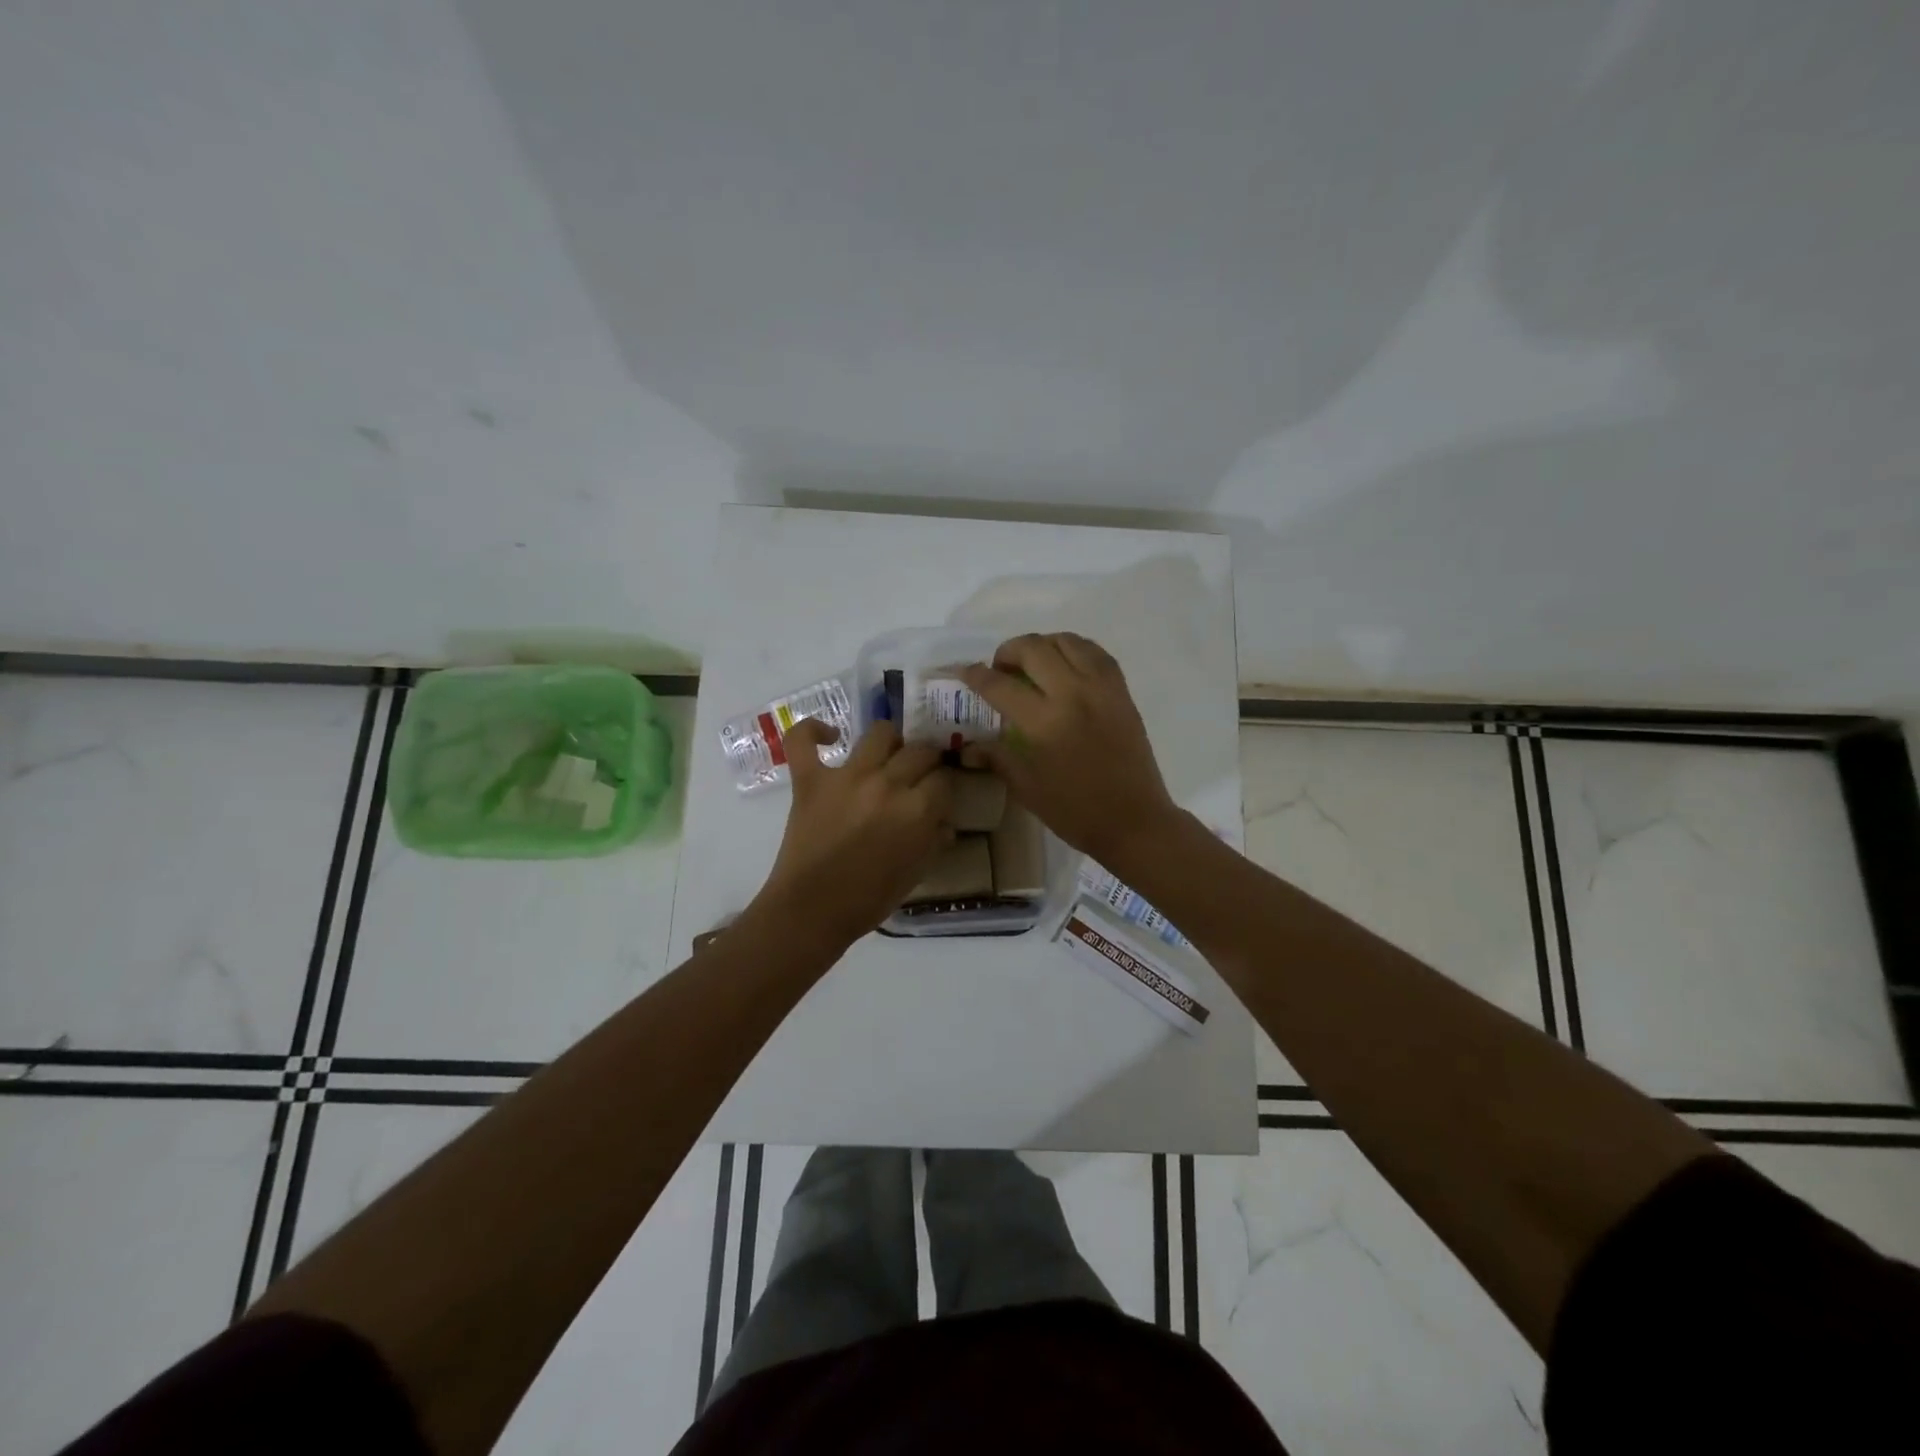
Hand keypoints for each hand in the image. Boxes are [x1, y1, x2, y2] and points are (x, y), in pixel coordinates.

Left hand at [753, 718, 954, 945]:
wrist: (812, 911)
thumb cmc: (868, 900)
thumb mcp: (916, 874)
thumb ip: (934, 842)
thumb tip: (944, 823)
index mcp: (917, 810)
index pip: (944, 780)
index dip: (944, 787)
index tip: (938, 797)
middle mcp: (887, 784)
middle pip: (919, 751)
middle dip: (926, 761)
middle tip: (918, 775)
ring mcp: (846, 777)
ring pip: (879, 733)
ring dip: (890, 741)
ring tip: (887, 755)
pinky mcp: (810, 779)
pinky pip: (803, 740)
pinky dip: (813, 731)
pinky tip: (829, 736)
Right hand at [959, 633, 1182, 864]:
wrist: (1134, 820)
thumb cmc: (1076, 811)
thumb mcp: (1027, 788)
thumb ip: (998, 757)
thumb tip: (969, 746)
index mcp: (1044, 723)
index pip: (1000, 685)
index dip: (975, 675)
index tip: (964, 672)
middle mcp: (1072, 694)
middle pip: (1033, 649)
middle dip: (1007, 652)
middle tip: (1000, 669)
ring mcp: (1101, 689)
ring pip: (1067, 641)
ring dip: (1042, 644)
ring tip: (1033, 662)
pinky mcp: (1121, 692)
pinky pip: (1096, 653)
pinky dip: (1075, 649)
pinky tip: (1066, 664)